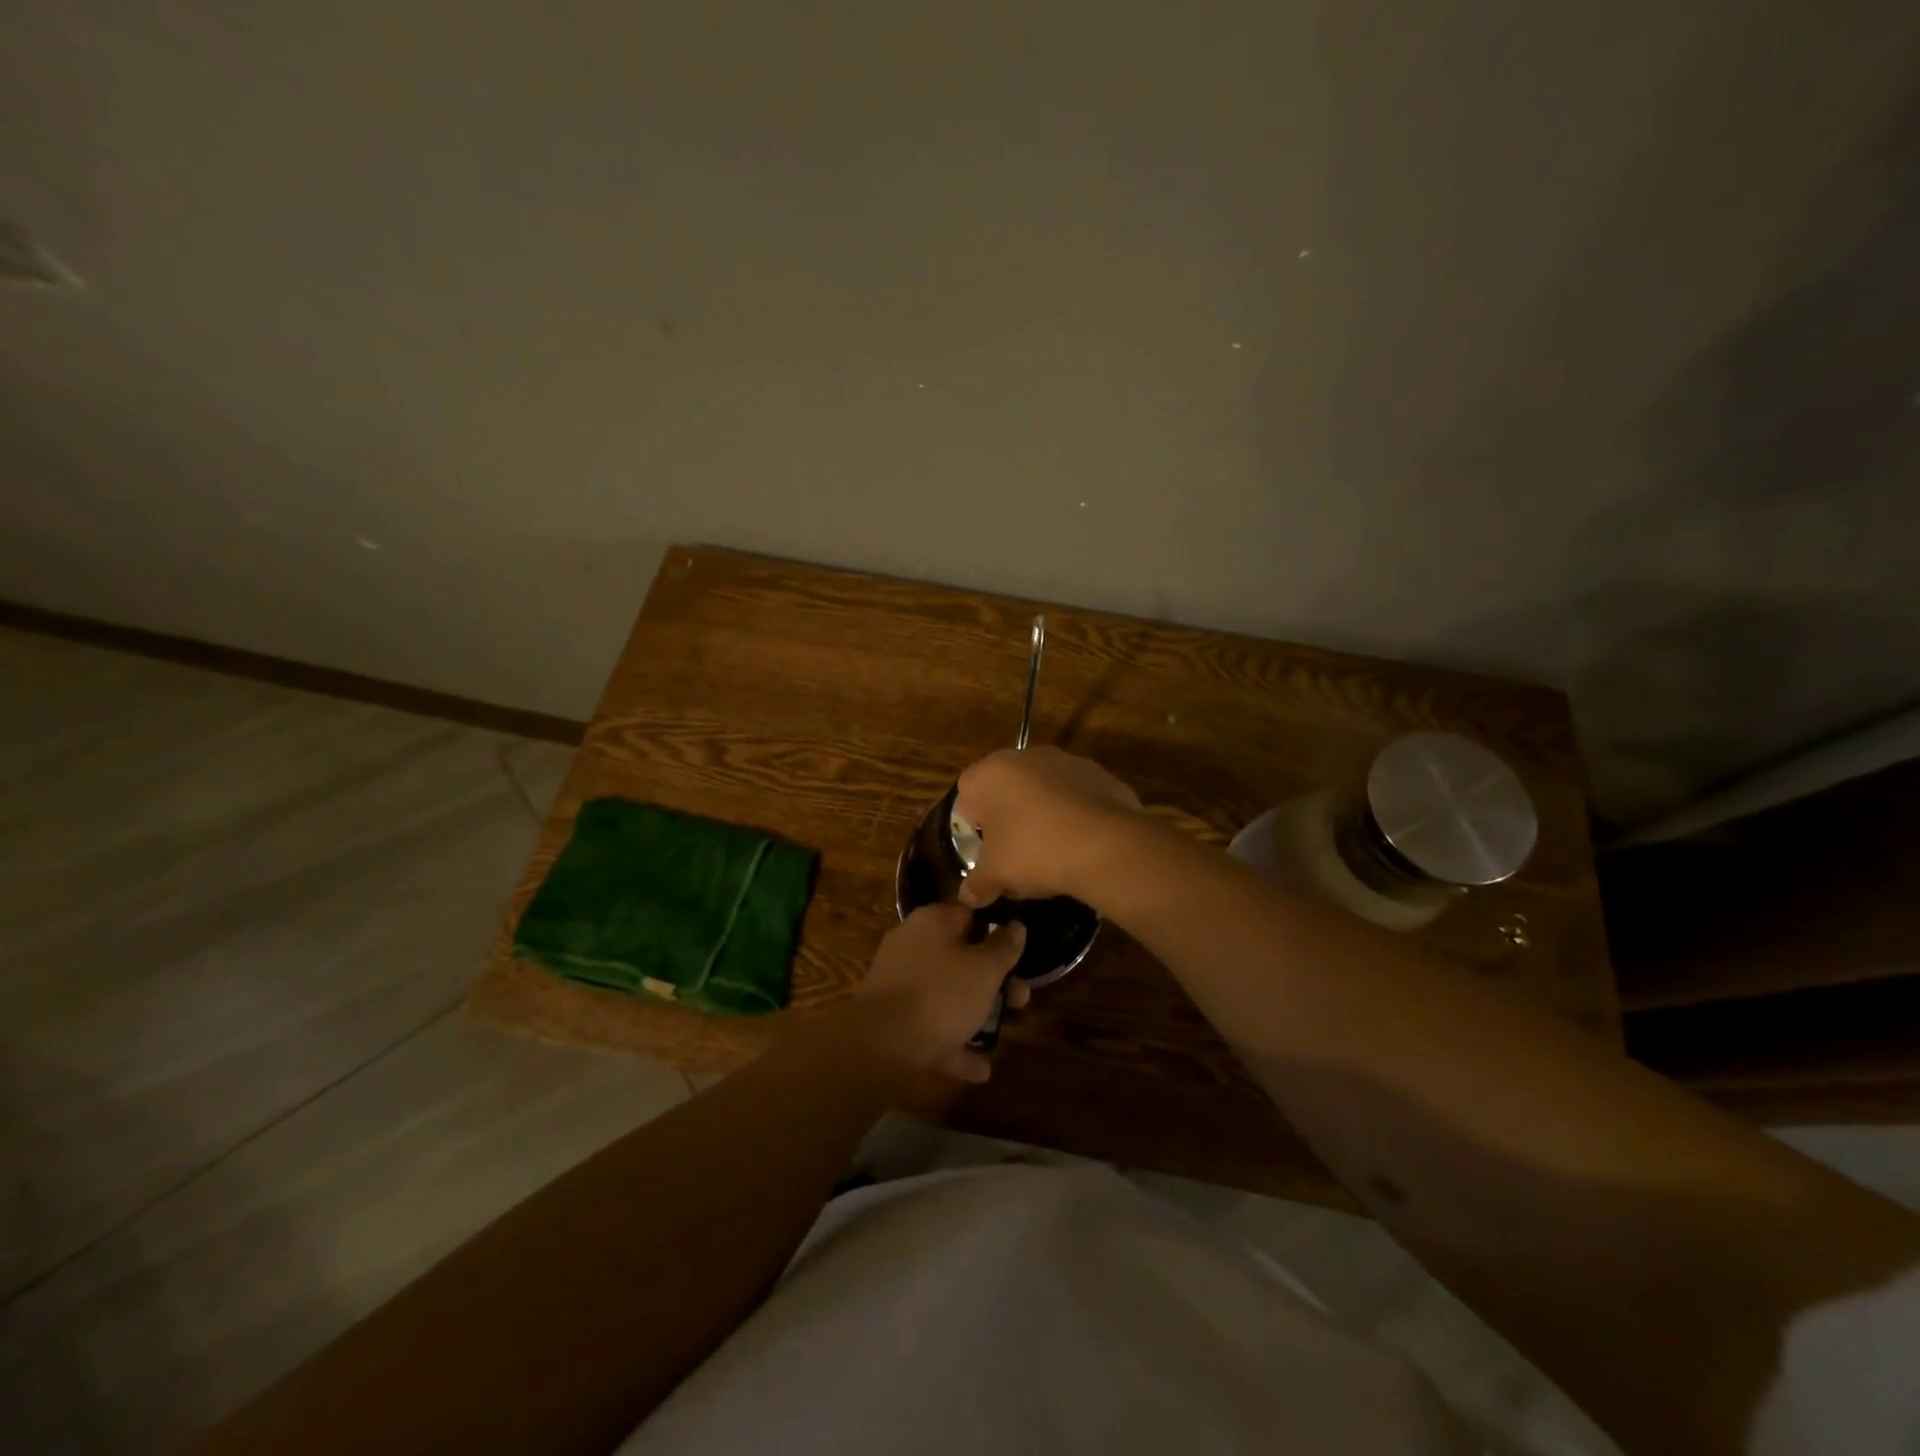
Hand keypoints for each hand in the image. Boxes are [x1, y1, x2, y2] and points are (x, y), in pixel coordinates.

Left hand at [849, 904, 1028, 1082]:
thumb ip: (1004, 946)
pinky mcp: (893, 1017)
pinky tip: (981, 1068)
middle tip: (1020, 998)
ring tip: (1005, 1031)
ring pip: (948, 991)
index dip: (999, 929)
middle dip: (995, 979)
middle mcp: (913, 944)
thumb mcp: (985, 969)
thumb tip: (1016, 925)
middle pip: (962, 955)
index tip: (1021, 951)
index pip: (972, 913)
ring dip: (977, 1010)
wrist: (880, 1044)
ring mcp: (900, 981)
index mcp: (933, 921)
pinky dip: (955, 1041)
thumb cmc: (941, 995)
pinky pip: (932, 1024)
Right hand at [953, 747, 1143, 907]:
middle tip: (1016, 851)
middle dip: (1009, 816)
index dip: (973, 822)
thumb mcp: (996, 875)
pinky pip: (1076, 796)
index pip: (967, 791)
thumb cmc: (1035, 851)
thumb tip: (968, 896)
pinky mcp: (1100, 774)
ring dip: (1043, 812)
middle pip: (1007, 787)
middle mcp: (1027, 756)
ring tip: (1053, 850)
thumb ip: (977, 883)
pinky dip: (1075, 814)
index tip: (987, 848)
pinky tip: (1081, 843)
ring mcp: (1068, 761)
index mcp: (992, 772)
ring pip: (1044, 789)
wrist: (1106, 846)